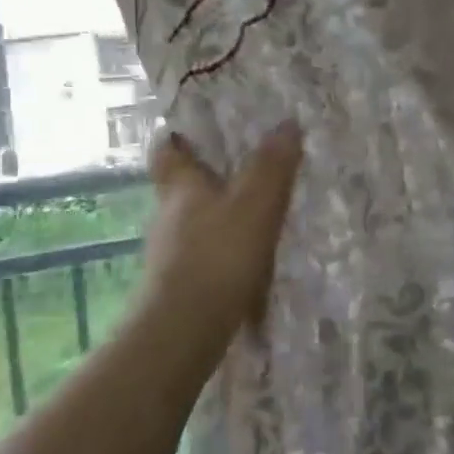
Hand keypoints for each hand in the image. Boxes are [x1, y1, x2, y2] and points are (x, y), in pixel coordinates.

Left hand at [135, 121, 303, 352]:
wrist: (185, 330)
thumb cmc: (218, 254)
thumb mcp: (256, 203)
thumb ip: (272, 165)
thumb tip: (287, 122)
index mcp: (180, 188)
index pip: (166, 151)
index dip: (177, 138)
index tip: (191, 131)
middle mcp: (167, 216)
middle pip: (178, 189)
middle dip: (203, 180)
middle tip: (237, 172)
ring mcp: (167, 255)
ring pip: (189, 225)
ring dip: (213, 219)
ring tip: (249, 219)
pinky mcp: (176, 287)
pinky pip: (199, 258)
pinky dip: (217, 254)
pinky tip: (243, 264)